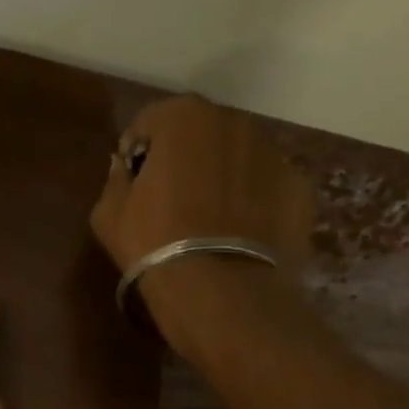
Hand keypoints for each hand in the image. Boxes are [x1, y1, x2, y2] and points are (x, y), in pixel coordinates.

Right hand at [90, 94, 313, 351]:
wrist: (220, 290)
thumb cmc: (154, 243)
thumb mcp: (108, 213)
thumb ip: (115, 179)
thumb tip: (126, 169)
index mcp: (183, 117)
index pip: (150, 122)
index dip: (137, 152)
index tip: (134, 184)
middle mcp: (233, 122)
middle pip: (200, 134)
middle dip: (186, 158)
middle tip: (173, 201)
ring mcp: (273, 152)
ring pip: (237, 158)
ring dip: (222, 177)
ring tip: (209, 221)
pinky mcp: (299, 187)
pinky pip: (266, 187)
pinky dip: (253, 201)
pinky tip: (239, 235)